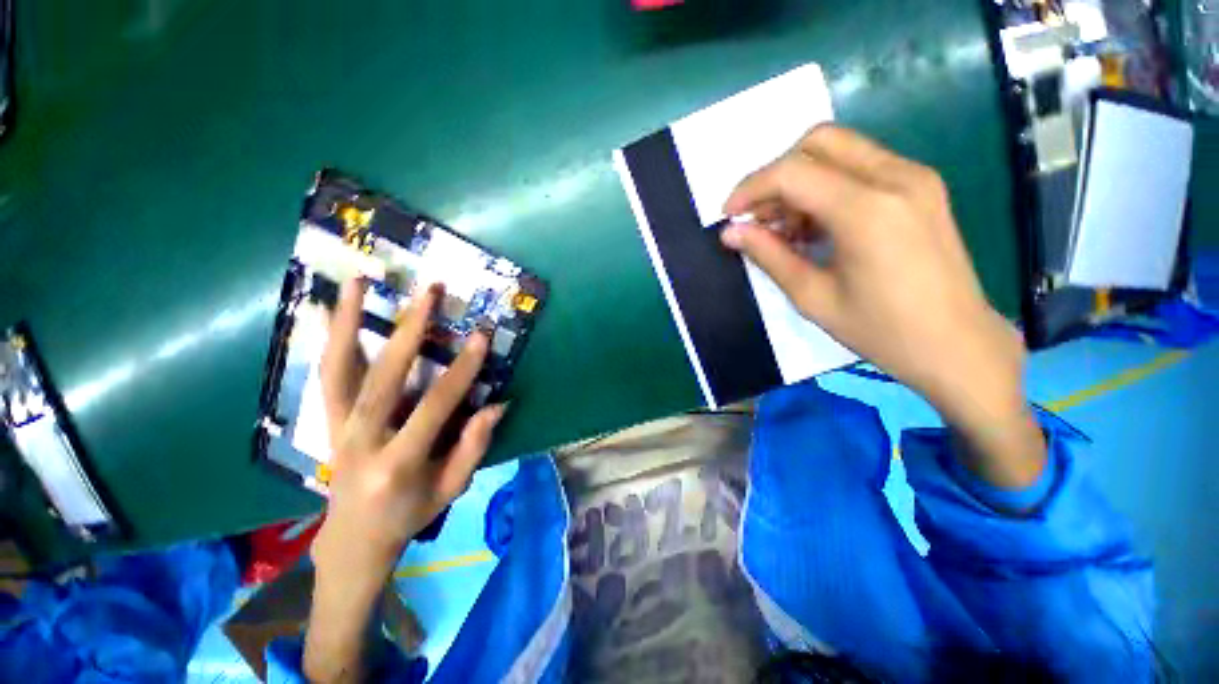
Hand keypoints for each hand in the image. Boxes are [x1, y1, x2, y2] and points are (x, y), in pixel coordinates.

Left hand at [305, 278, 504, 681]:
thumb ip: (473, 446)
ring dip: (350, 322)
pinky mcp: (327, 419)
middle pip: (382, 377)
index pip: (435, 407)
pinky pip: (326, 374)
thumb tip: (497, 405)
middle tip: (430, 293)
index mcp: (396, 463)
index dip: (462, 370)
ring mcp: (336, 426)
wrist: (353, 537)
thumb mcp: (451, 488)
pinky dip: (328, 339)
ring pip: (338, 368)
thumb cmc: (409, 513)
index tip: (481, 337)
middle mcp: (359, 439)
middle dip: (410, 330)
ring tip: (361, 281)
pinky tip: (329, 308)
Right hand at [721, 125, 1043, 487]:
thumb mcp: (811, 298)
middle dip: (771, 174)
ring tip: (779, 229)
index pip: (789, 171)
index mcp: (866, 209)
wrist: (965, 352)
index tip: (724, 213)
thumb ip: (769, 255)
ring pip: (837, 151)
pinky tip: (813, 228)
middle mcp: (895, 179)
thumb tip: (732, 232)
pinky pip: (857, 169)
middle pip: (816, 143)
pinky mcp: (919, 191)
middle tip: (751, 217)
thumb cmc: (883, 334)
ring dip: (796, 183)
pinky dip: (822, 190)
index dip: (747, 187)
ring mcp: (913, 180)